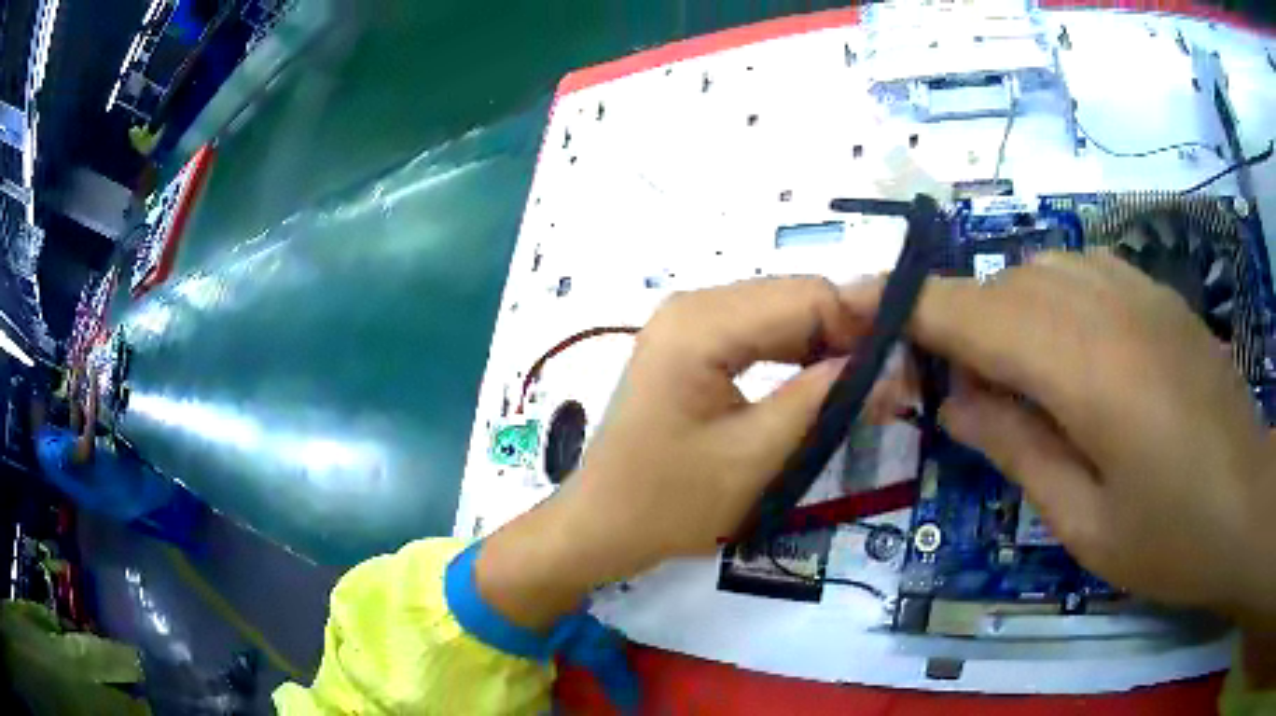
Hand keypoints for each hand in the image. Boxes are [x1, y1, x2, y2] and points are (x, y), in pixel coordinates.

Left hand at [476, 277, 866, 627]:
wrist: (602, 525)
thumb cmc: (670, 502)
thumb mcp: (758, 456)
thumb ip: (825, 400)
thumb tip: (890, 367)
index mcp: (701, 323)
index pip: (808, 296)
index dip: (863, 325)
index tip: (904, 367)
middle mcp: (693, 304)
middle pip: (794, 297)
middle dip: (847, 335)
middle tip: (890, 383)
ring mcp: (688, 321)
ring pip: (781, 312)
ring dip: (825, 344)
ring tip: (863, 387)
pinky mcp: (690, 343)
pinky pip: (758, 332)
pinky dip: (796, 353)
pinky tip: (821, 383)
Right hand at [845, 251, 1275, 622]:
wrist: (1247, 502)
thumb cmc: (1171, 536)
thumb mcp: (1084, 523)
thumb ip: (1018, 449)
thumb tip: (956, 402)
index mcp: (1087, 369)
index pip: (976, 314)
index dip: (907, 306)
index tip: (847, 305)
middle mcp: (1107, 305)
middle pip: (1006, 287)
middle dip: (962, 326)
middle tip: (952, 392)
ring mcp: (1138, 290)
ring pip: (1041, 270)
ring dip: (1008, 314)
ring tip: (1012, 380)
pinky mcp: (1156, 294)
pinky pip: (1081, 270)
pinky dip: (1050, 299)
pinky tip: (1065, 351)